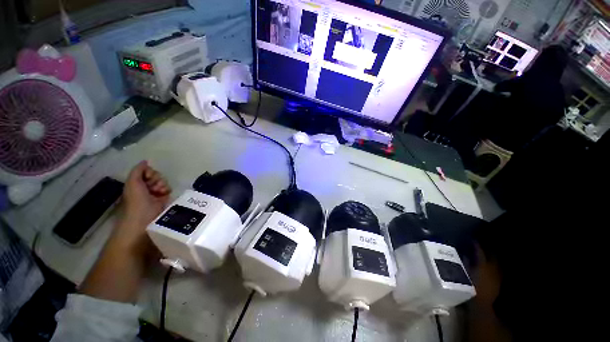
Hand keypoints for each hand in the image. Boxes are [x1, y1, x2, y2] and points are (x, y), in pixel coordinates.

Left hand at [122, 161, 170, 224]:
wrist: (144, 219)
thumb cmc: (136, 201)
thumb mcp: (133, 183)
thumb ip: (138, 171)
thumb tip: (145, 161)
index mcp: (136, 182)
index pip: (147, 171)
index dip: (150, 172)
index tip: (148, 178)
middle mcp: (145, 186)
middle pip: (156, 175)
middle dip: (157, 179)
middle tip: (154, 187)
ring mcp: (155, 192)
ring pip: (163, 181)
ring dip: (162, 185)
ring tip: (159, 191)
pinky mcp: (164, 198)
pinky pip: (169, 189)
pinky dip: (167, 190)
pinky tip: (165, 194)